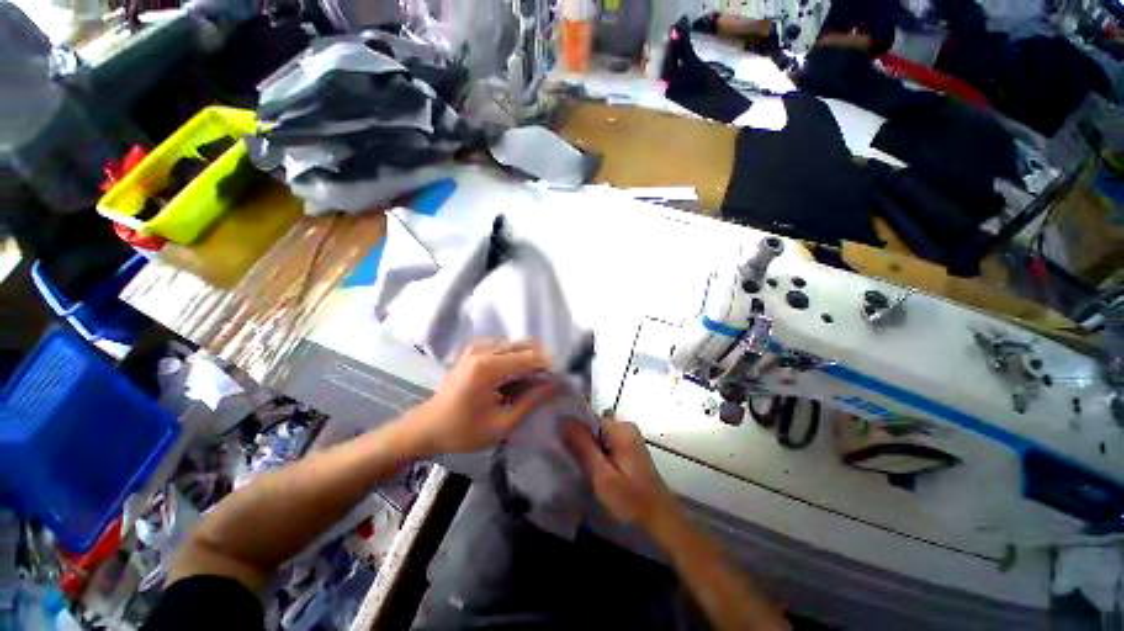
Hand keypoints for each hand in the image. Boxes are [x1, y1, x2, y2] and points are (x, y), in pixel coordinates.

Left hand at [405, 340, 555, 456]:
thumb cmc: (463, 431)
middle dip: (542, 361)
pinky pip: (505, 346)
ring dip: (530, 358)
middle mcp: (483, 349)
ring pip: (517, 343)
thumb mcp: (502, 425)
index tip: (561, 382)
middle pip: (526, 345)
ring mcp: (477, 346)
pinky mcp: (474, 348)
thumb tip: (556, 385)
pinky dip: (517, 357)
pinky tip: (516, 376)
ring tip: (533, 382)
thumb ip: (532, 401)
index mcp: (488, 367)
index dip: (550, 368)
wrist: (427, 427)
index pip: (531, 357)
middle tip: (548, 383)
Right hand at [563, 416, 679, 535]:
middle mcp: (625, 427)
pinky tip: (590, 467)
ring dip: (586, 447)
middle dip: (578, 439)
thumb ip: (583, 446)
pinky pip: (605, 442)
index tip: (557, 443)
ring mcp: (628, 437)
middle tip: (566, 458)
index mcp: (620, 429)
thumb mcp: (602, 476)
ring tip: (575, 464)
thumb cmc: (631, 501)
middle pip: (593, 425)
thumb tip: (563, 420)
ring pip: (598, 435)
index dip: (571, 429)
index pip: (587, 418)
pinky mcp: (629, 447)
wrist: (661, 519)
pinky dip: (596, 452)